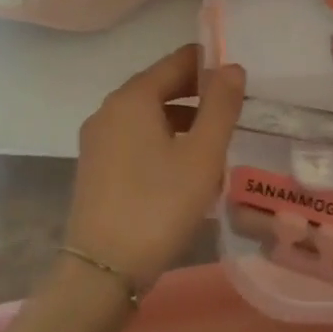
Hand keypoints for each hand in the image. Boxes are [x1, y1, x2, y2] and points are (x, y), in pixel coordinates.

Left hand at [65, 45, 245, 286]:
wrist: (104, 269)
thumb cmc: (159, 204)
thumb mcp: (202, 155)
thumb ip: (221, 106)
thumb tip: (231, 67)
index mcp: (132, 98)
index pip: (176, 62)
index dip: (208, 64)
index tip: (238, 78)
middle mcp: (108, 110)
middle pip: (158, 87)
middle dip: (196, 95)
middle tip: (232, 111)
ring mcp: (97, 140)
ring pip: (146, 116)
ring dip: (180, 121)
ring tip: (213, 143)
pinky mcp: (94, 167)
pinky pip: (133, 140)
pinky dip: (161, 142)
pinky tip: (183, 169)